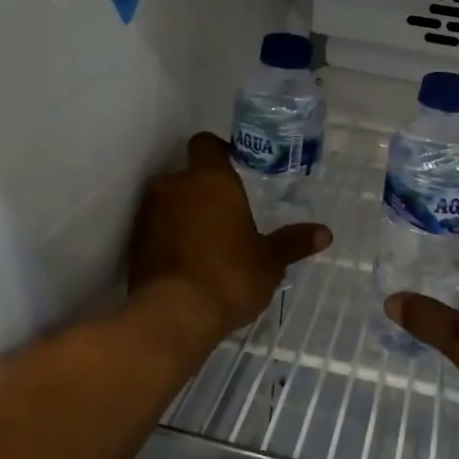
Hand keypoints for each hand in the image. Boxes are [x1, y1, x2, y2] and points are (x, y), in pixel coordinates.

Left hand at [129, 133, 331, 339]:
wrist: (173, 315)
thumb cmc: (229, 277)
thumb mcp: (269, 262)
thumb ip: (292, 242)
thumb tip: (324, 233)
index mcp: (210, 179)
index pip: (206, 143)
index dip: (218, 152)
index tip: (233, 168)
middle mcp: (174, 186)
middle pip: (187, 175)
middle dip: (203, 190)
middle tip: (225, 214)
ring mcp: (149, 213)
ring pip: (168, 201)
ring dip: (182, 214)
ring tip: (204, 241)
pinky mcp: (134, 241)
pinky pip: (154, 228)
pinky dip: (166, 237)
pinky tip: (184, 261)